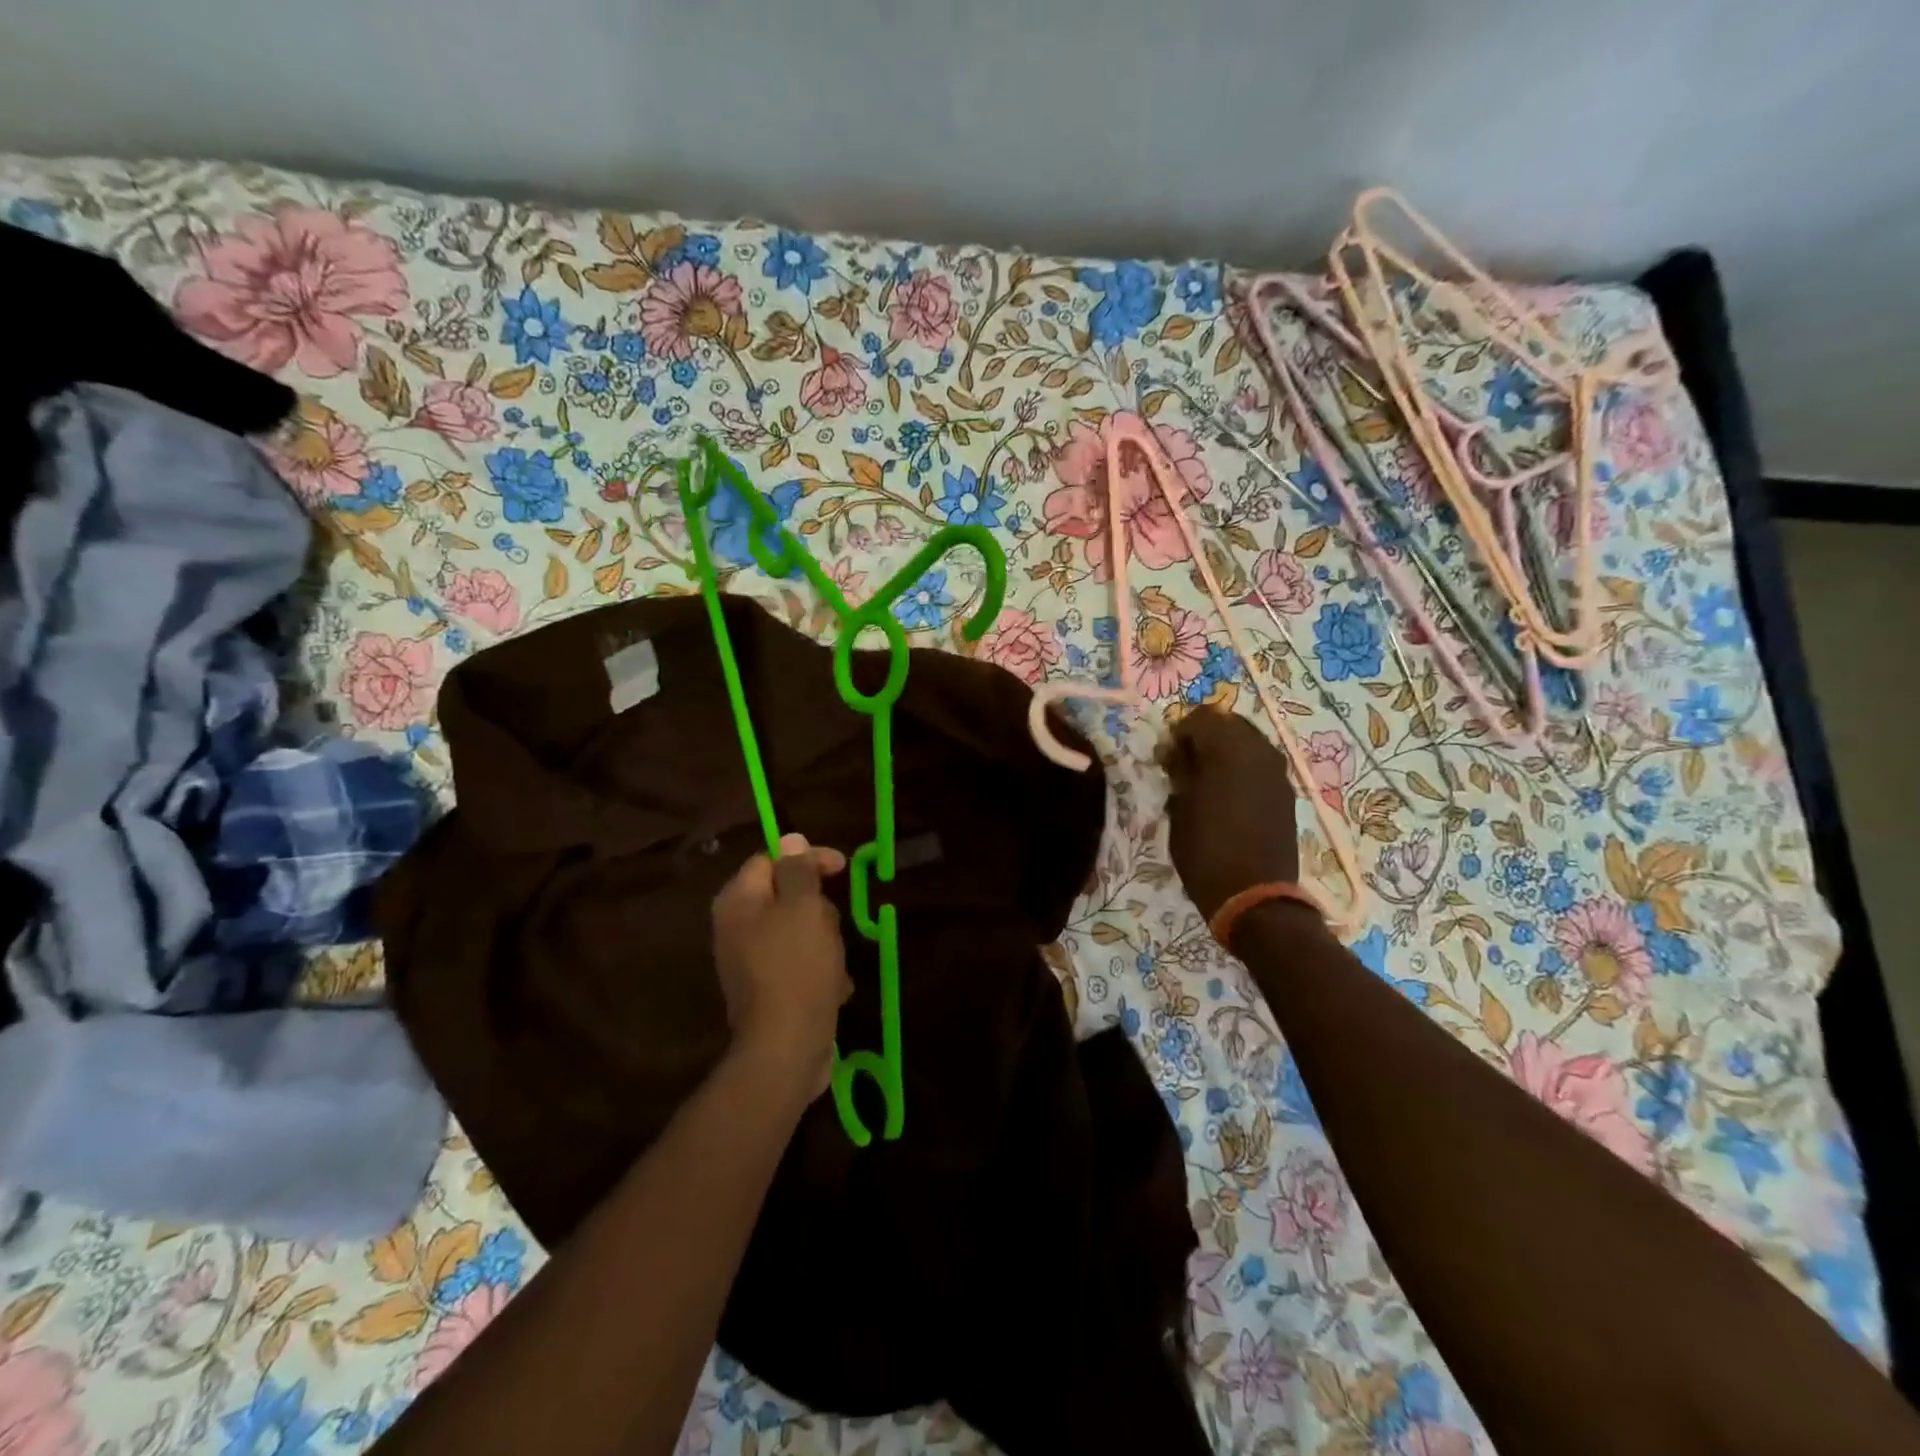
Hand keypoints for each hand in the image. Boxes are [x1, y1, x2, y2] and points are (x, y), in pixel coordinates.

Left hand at [711, 833, 852, 1095]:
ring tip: (836, 961)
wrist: (786, 1049)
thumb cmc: (797, 967)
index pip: (772, 858)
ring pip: (798, 931)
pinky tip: (834, 988)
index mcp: (738, 901)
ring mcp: (749, 962)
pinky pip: (799, 964)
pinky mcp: (767, 991)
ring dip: (824, 941)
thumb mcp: (804, 908)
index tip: (843, 868)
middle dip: (818, 907)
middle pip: (786, 896)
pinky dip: (820, 970)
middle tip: (833, 924)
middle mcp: (736, 928)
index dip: (808, 857)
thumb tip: (789, 838)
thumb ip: (797, 870)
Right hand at [1156, 706, 1300, 921]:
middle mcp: (1260, 751)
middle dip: (1204, 736)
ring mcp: (1278, 772)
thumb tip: (1176, 751)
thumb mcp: (1179, 808)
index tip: (1165, 759)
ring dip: (1224, 751)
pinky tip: (1226, 794)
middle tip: (1184, 764)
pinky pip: (1260, 763)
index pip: (1201, 718)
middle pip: (1228, 722)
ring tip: (1204, 779)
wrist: (1254, 897)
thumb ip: (1180, 771)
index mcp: (1230, 750)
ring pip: (1247, 741)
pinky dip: (1241, 767)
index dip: (1178, 733)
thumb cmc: (1206, 851)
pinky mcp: (1286, 792)